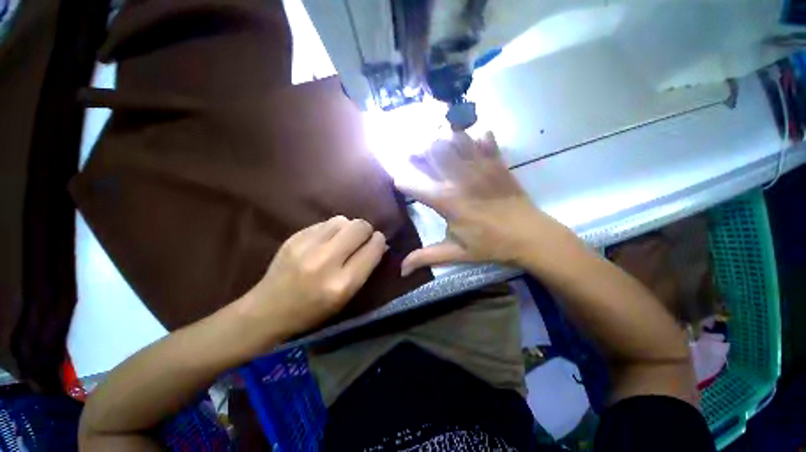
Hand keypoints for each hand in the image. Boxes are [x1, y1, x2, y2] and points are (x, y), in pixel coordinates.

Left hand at [239, 216, 386, 337]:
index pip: (373, 248)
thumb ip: (366, 268)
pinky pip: (324, 223)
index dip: (379, 241)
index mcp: (343, 283)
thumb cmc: (314, 310)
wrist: (268, 310)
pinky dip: (331, 229)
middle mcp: (326, 261)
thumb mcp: (347, 296)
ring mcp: (307, 246)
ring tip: (342, 240)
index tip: (378, 243)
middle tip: (361, 239)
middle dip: (366, 230)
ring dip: (348, 228)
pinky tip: (325, 241)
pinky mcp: (294, 237)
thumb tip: (379, 243)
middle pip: (360, 227)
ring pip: (342, 220)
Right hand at [397, 131, 572, 274]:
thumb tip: (401, 270)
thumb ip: (426, 257)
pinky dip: (477, 138)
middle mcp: (460, 180)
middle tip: (416, 157)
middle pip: (433, 152)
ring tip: (440, 147)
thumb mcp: (456, 253)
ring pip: (456, 140)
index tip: (400, 182)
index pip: (414, 185)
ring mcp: (481, 168)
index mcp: (447, 202)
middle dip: (419, 152)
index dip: (402, 181)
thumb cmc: (491, 245)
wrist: (531, 236)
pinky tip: (474, 142)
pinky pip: (486, 140)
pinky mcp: (498, 164)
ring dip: (444, 140)